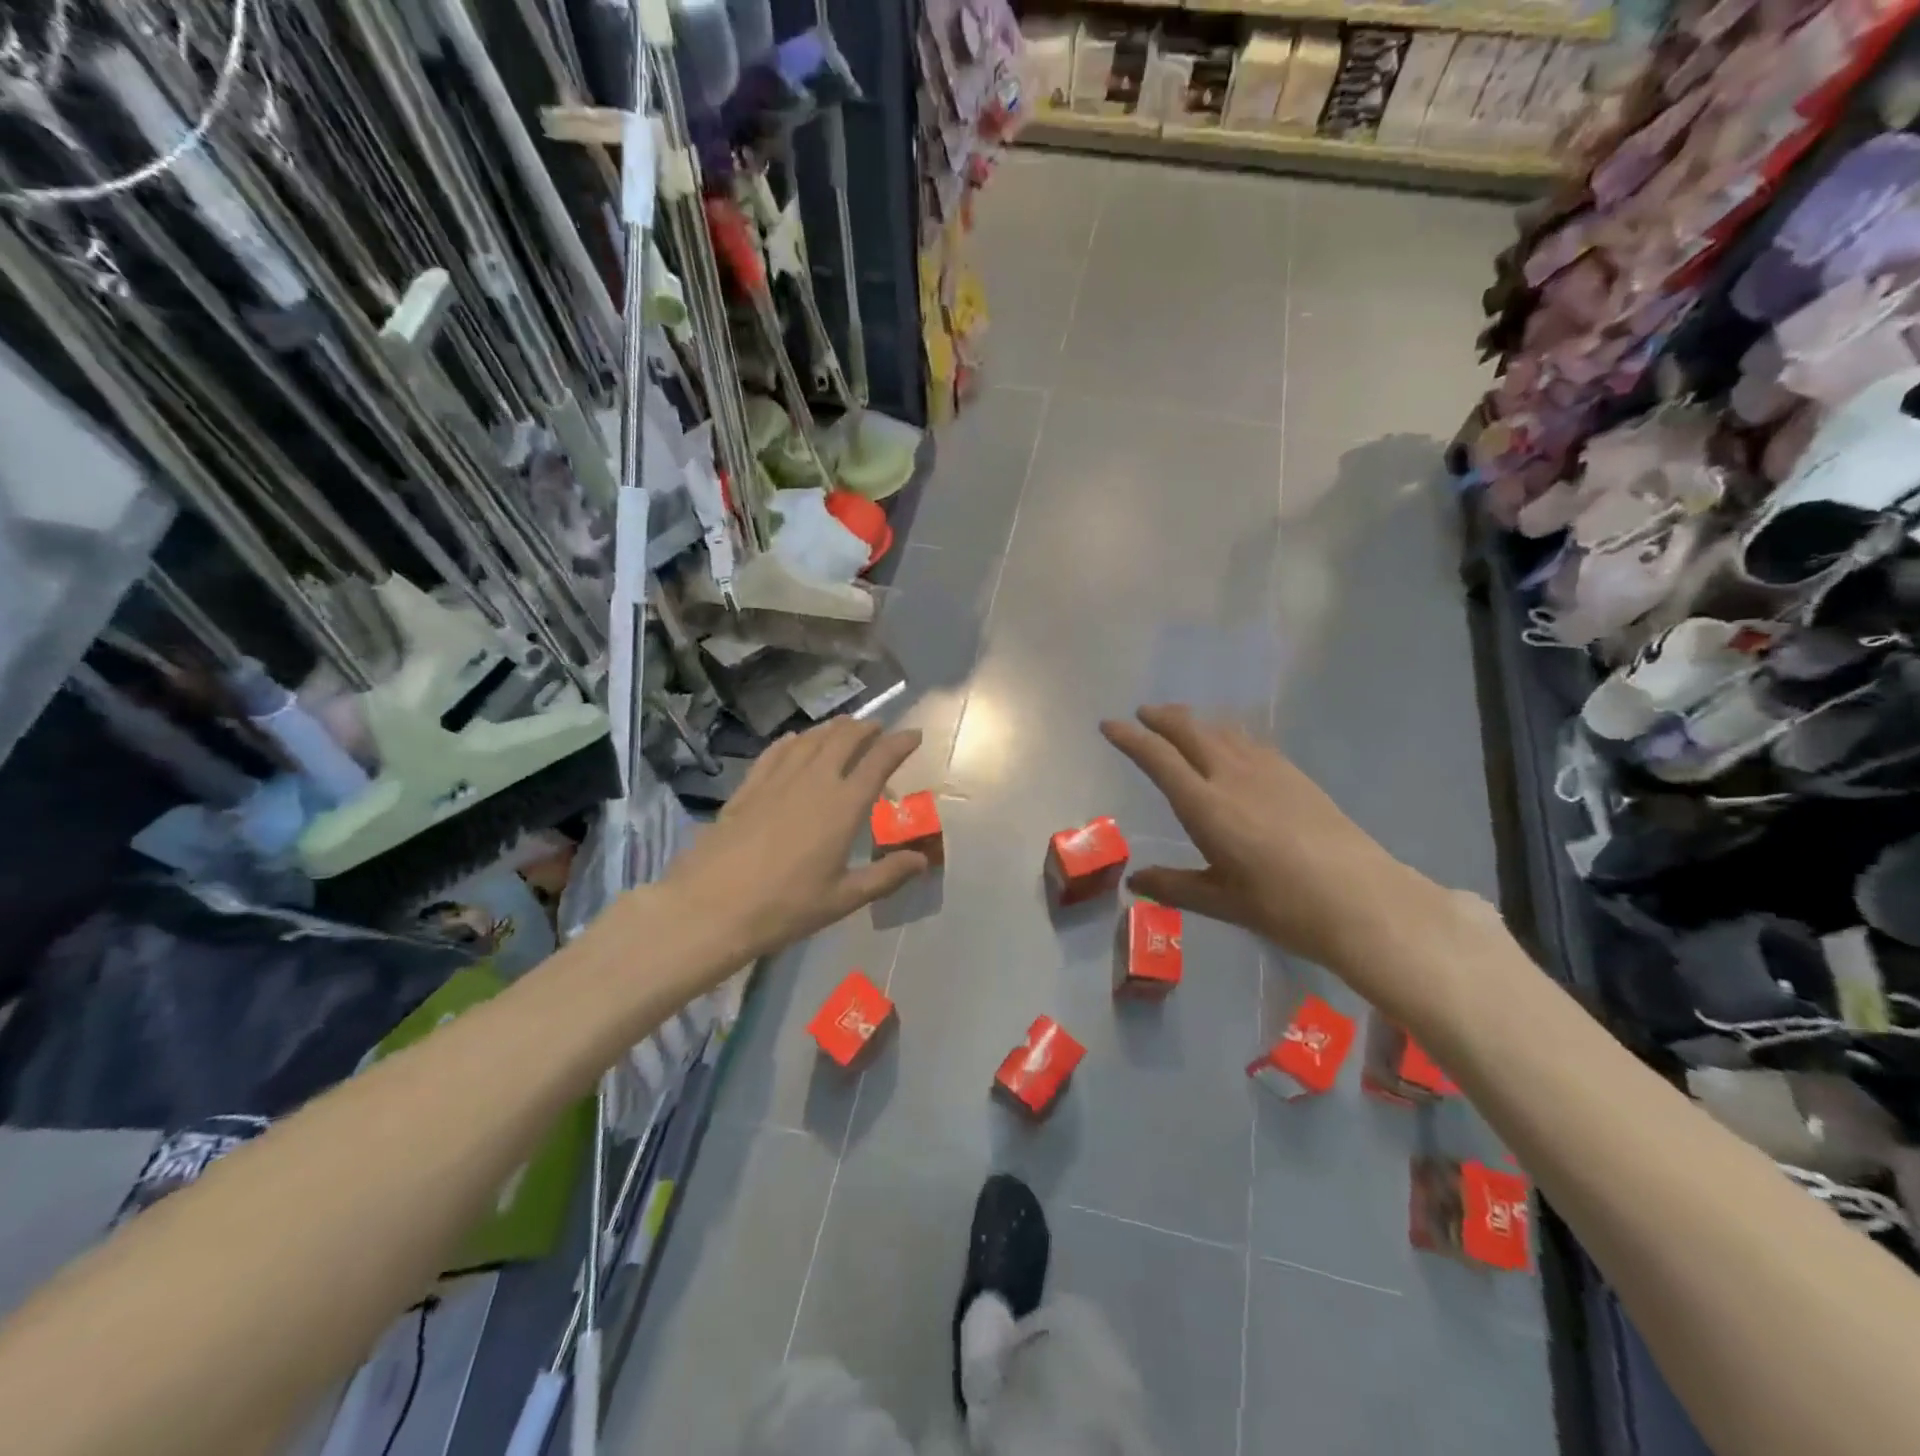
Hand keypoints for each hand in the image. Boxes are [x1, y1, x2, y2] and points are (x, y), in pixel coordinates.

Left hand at [665, 717, 928, 960]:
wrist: (711, 907)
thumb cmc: (785, 907)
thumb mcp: (843, 899)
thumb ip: (886, 876)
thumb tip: (921, 860)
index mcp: (843, 806)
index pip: (879, 761)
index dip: (899, 743)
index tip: (914, 734)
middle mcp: (814, 781)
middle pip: (844, 738)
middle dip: (866, 728)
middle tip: (878, 728)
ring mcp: (777, 780)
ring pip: (810, 739)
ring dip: (832, 728)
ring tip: (844, 726)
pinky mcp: (748, 788)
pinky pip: (775, 751)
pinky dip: (793, 740)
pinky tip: (795, 740)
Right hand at [1101, 705, 1445, 987]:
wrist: (1362, 899)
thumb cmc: (1282, 906)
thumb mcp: (1221, 901)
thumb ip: (1174, 885)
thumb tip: (1136, 881)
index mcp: (1205, 805)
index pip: (1157, 758)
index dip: (1130, 737)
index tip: (1109, 725)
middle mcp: (1231, 775)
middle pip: (1189, 730)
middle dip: (1162, 717)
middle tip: (1143, 713)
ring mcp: (1267, 770)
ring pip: (1222, 729)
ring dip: (1195, 721)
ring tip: (1181, 722)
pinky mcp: (1295, 774)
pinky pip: (1249, 740)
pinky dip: (1227, 733)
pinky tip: (1231, 744)